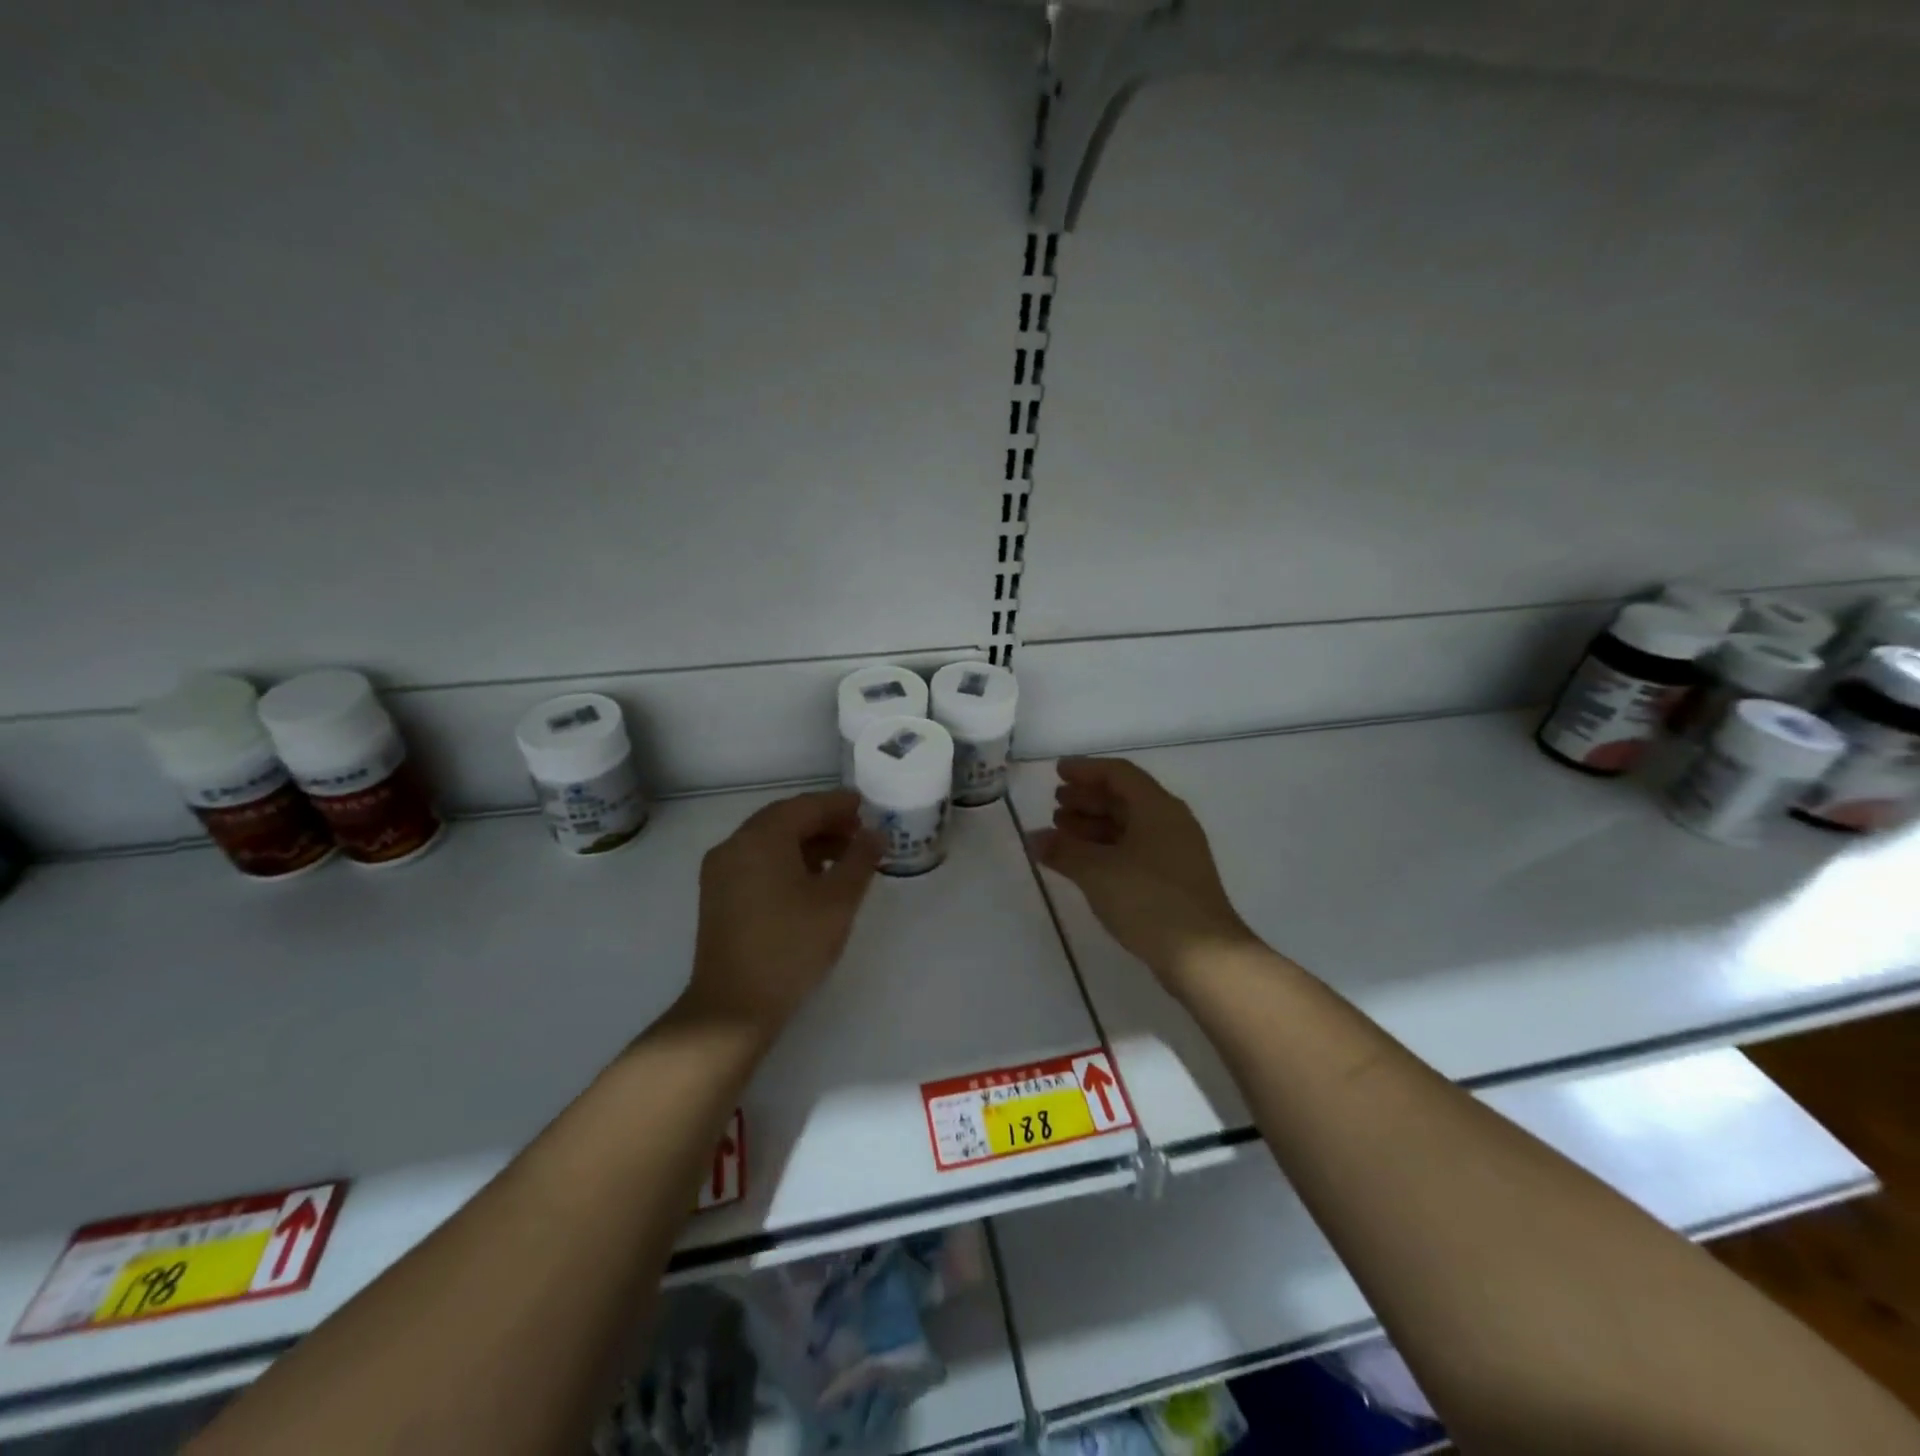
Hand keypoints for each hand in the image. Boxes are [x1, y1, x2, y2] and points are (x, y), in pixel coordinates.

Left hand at [681, 789, 880, 1039]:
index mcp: (761, 839)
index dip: (839, 804)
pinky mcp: (718, 896)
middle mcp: (734, 845)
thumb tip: (876, 834)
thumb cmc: (791, 947)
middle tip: (860, 833)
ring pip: (770, 841)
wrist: (733, 1007)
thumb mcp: (837, 901)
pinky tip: (813, 881)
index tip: (868, 807)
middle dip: (824, 822)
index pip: (805, 806)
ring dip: (807, 843)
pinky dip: (787, 860)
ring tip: (844, 859)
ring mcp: (721, 871)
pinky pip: (757, 861)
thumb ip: (860, 860)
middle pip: (785, 819)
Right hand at [1027, 757, 1259, 990]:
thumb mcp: (1097, 871)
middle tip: (1055, 805)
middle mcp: (1170, 822)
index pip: (1118, 773)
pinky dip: (1106, 849)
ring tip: (1061, 833)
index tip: (1057, 772)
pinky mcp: (1174, 880)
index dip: (1086, 769)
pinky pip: (1134, 849)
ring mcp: (1175, 852)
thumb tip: (1034, 838)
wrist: (1203, 957)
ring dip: (1094, 825)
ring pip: (1129, 826)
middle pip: (1124, 799)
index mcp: (1157, 808)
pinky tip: (1083, 863)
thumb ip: (1063, 850)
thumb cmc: (1149, 900)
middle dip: (1087, 799)